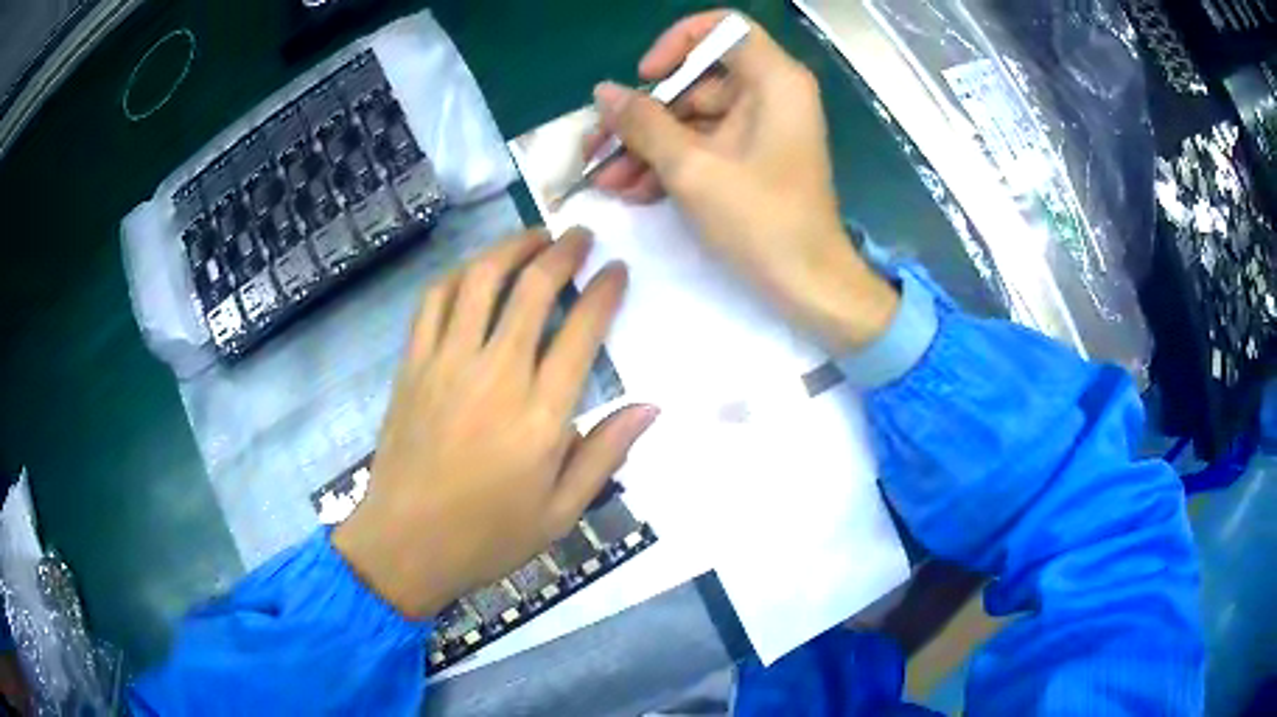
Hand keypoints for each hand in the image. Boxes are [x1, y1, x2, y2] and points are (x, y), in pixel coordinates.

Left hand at [333, 229, 657, 618]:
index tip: (617, 269)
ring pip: (480, 281)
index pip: (582, 331)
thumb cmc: (488, 535)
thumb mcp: (561, 512)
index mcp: (541, 416)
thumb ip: (605, 454)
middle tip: (580, 237)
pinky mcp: (413, 365)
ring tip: (533, 237)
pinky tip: (475, 271)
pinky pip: (434, 301)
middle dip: (563, 252)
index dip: (605, 290)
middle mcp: (496, 375)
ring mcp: (447, 364)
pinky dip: (458, 275)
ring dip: (511, 248)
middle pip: (533, 289)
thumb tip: (650, 407)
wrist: (406, 543)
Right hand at [589, 11, 899, 353]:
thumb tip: (603, 92)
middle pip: (695, 82)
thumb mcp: (692, 169)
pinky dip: (670, 163)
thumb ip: (643, 123)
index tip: (646, 77)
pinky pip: (704, 145)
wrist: (808, 285)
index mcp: (773, 81)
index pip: (721, 29)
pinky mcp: (752, 157)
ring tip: (605, 179)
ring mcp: (761, 128)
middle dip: (643, 116)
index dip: (677, 44)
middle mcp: (770, 95)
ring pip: (692, 119)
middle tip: (597, 146)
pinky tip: (631, 189)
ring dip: (647, 147)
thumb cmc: (760, 221)